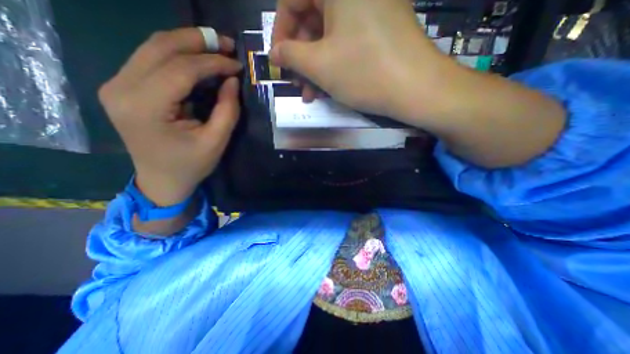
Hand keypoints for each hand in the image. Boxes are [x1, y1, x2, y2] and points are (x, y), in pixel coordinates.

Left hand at [100, 29, 241, 205]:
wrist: (162, 180)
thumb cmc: (191, 165)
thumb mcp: (216, 142)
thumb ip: (227, 110)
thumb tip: (232, 80)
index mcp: (144, 107)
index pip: (180, 69)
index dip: (212, 63)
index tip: (237, 64)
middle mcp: (121, 88)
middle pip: (160, 47)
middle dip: (198, 41)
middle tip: (227, 44)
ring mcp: (117, 85)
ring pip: (153, 47)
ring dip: (188, 43)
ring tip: (216, 47)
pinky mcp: (124, 87)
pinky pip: (151, 59)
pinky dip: (178, 54)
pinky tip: (198, 59)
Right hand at [270, 0, 458, 119]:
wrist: (416, 88)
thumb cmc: (363, 72)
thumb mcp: (319, 65)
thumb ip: (290, 55)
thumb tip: (275, 53)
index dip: (281, 31)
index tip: (279, 60)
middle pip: (313, 18)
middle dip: (301, 56)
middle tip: (297, 82)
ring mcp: (371, 9)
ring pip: (330, 36)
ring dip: (316, 66)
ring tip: (311, 93)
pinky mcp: (380, 29)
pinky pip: (347, 42)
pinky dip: (334, 64)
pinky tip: (329, 87)